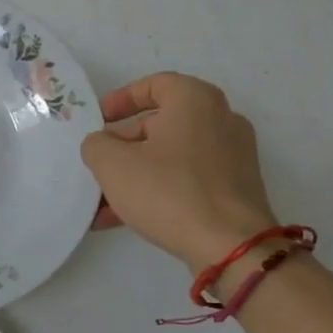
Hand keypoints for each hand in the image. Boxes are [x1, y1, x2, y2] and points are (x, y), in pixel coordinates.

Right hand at [80, 72, 278, 274]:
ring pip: (172, 156)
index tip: (98, 121)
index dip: (120, 100)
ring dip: (136, 174)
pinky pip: (188, 179)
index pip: (153, 85)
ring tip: (103, 203)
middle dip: (123, 146)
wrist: (231, 248)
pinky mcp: (236, 188)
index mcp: (195, 100)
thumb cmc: (169, 192)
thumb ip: (96, 145)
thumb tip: (102, 145)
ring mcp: (233, 155)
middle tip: (99, 165)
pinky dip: (159, 191)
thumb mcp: (113, 164)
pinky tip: (126, 219)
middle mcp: (221, 119)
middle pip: (161, 124)